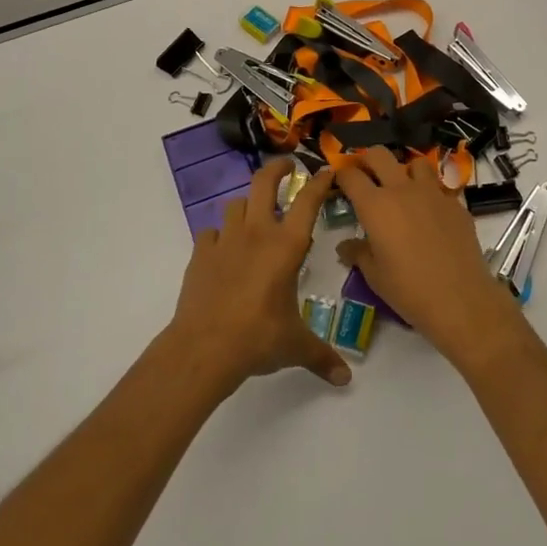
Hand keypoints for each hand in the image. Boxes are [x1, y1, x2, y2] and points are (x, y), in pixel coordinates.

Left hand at [164, 158, 351, 395]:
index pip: (307, 201)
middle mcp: (257, 233)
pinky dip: (220, 235)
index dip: (319, 182)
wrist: (205, 347)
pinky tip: (224, 251)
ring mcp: (225, 240)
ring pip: (236, 204)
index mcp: (286, 246)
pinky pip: (211, 232)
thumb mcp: (296, 346)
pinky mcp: (201, 253)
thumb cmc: (258, 338)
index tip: (326, 172)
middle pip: (264, 183)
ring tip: (255, 216)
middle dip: (277, 168)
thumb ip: (322, 356)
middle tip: (286, 166)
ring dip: (248, 205)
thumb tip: (345, 379)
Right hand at [335, 146, 524, 367]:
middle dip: (367, 159)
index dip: (341, 175)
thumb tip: (345, 246)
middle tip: (365, 176)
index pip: (351, 176)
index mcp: (375, 206)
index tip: (338, 181)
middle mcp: (402, 190)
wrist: (461, 300)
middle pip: (379, 155)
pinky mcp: (455, 203)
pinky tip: (429, 214)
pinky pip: (439, 187)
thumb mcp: (374, 276)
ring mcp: (433, 193)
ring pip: (415, 162)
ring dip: (404, 170)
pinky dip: (429, 193)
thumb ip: (358, 253)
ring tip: (402, 189)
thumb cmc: (409, 290)